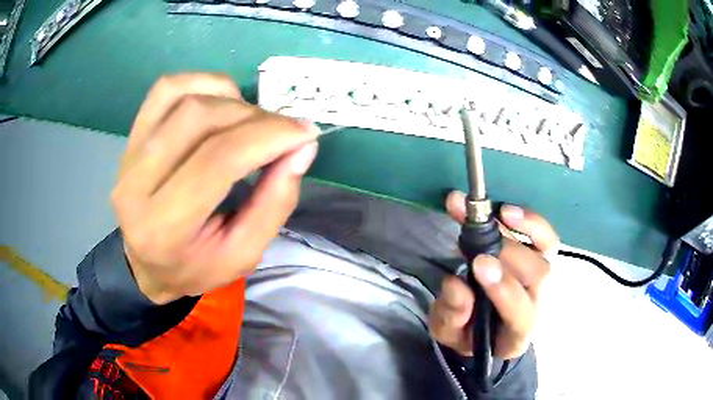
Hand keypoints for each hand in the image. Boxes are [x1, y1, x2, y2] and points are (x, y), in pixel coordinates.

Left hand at [112, 73, 319, 304]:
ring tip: (250, 123)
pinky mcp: (131, 136)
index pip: (217, 161)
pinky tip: (221, 103)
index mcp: (163, 227)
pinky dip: (204, 84)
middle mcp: (136, 184)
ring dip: (231, 99)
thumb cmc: (195, 265)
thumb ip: (275, 203)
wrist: (146, 262)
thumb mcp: (244, 254)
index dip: (267, 137)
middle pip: (200, 118)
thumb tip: (303, 147)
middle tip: (282, 132)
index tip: (305, 133)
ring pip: (184, 97)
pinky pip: (167, 88)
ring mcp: (129, 153)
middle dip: (254, 118)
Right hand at [429, 191, 558, 359]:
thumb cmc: (467, 335)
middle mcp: (538, 304)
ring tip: (497, 213)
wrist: (487, 329)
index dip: (503, 287)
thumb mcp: (449, 333)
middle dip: (508, 253)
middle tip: (475, 235)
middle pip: (537, 275)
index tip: (478, 264)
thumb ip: (451, 315)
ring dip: (524, 228)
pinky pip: (546, 237)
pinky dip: (530, 221)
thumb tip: (456, 283)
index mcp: (516, 333)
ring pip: (547, 251)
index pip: (520, 312)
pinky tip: (506, 211)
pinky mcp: (541, 258)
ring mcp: (543, 280)